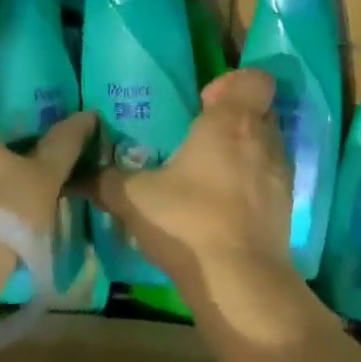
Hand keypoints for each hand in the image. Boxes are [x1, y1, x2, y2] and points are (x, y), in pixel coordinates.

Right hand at [88, 68, 293, 289]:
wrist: (241, 283)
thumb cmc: (189, 221)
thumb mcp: (136, 199)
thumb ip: (105, 181)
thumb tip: (72, 176)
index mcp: (231, 121)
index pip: (255, 78)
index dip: (234, 83)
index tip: (205, 103)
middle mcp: (263, 138)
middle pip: (261, 109)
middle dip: (236, 116)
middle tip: (203, 136)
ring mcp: (281, 173)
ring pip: (268, 144)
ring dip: (246, 149)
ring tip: (213, 172)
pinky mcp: (288, 207)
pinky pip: (272, 178)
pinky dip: (254, 182)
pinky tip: (226, 204)